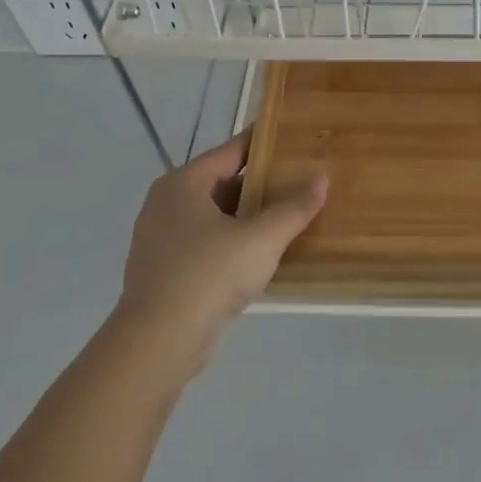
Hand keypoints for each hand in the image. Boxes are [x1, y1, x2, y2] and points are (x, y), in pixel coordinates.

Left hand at [117, 128, 326, 376]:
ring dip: (247, 217)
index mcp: (183, 184)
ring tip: (288, 217)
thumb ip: (294, 208)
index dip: (264, 144)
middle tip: (300, 181)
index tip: (294, 139)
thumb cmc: (209, 275)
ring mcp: (160, 239)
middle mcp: (166, 204)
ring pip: (214, 217)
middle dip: (260, 184)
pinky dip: (232, 242)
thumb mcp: (262, 238)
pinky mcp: (164, 270)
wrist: (158, 342)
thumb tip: (322, 178)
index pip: (231, 151)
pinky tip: (260, 255)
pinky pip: (205, 244)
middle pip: (222, 183)